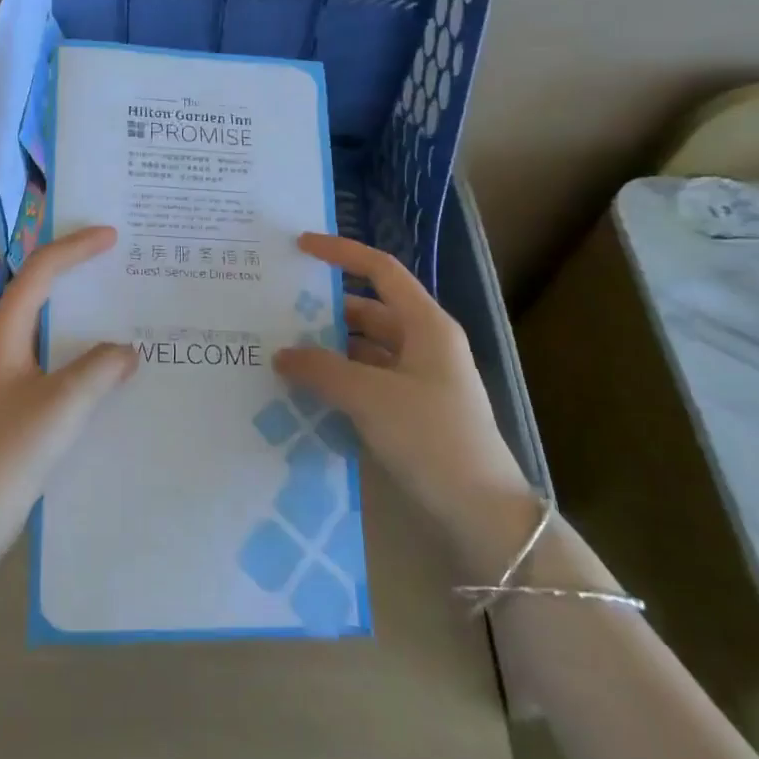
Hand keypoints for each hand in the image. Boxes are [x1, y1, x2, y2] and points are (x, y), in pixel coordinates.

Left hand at [0, 226, 137, 554]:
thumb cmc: (12, 449)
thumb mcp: (65, 403)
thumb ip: (101, 368)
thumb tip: (127, 351)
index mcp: (3, 330)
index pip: (40, 270)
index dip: (76, 247)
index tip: (112, 235)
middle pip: (37, 289)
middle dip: (75, 270)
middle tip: (116, 260)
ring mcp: (0, 369)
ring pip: (43, 322)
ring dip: (76, 310)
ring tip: (116, 305)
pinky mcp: (7, 395)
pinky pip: (46, 352)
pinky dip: (74, 344)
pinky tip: (101, 362)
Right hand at [273, 233, 536, 572]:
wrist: (481, 511)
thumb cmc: (431, 437)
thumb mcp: (370, 397)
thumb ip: (321, 369)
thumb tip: (283, 353)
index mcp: (426, 325)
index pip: (380, 270)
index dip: (341, 253)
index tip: (300, 247)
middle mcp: (424, 343)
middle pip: (368, 310)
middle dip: (325, 309)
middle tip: (277, 310)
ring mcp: (419, 379)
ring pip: (365, 348)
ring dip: (329, 348)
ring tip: (282, 350)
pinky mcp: (412, 410)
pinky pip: (367, 379)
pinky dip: (339, 378)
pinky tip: (307, 390)